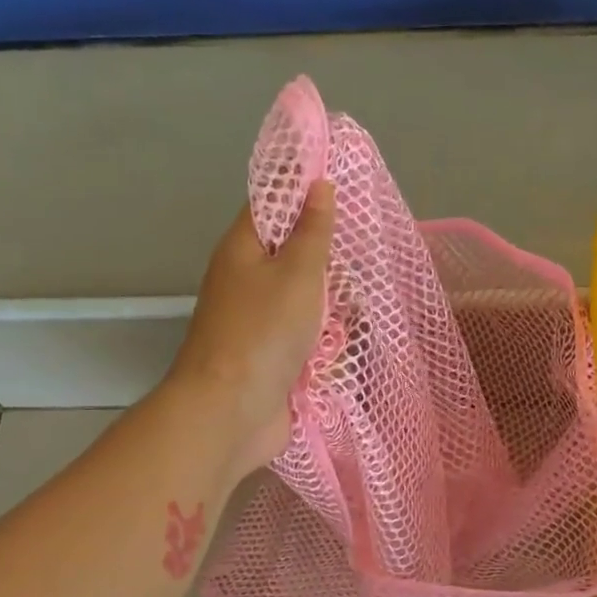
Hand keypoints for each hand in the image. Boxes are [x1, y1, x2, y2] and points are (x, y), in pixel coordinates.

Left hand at [167, 180, 335, 473]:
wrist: (231, 412)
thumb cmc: (263, 332)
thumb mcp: (297, 272)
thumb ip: (312, 231)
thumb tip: (317, 185)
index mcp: (243, 250)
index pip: (272, 204)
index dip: (305, 192)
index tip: (344, 187)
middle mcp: (246, 282)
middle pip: (292, 256)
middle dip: (328, 259)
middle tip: (365, 253)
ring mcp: (258, 324)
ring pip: (304, 301)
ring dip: (331, 304)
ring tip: (363, 303)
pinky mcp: (272, 359)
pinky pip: (305, 338)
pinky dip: (325, 340)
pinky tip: (348, 342)